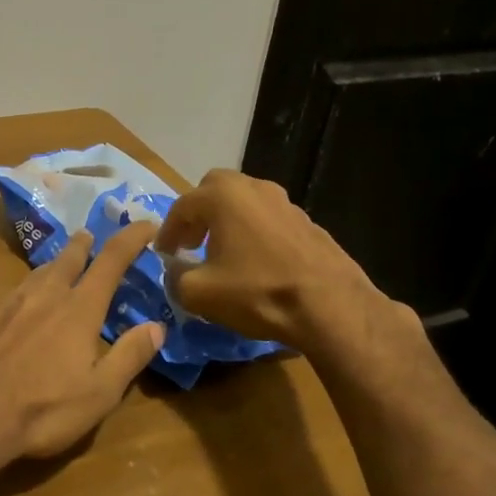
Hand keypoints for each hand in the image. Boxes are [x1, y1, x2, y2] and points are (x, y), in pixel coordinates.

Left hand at [0, 222, 165, 461]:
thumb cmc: (39, 411)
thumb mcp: (98, 395)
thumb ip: (128, 357)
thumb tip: (156, 326)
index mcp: (77, 310)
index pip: (111, 261)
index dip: (131, 239)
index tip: (145, 224)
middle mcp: (42, 295)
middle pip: (67, 259)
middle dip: (82, 245)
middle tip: (87, 237)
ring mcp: (3, 301)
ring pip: (33, 276)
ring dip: (50, 270)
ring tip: (54, 273)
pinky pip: (3, 299)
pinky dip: (17, 301)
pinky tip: (10, 318)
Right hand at [155, 169, 405, 354]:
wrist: (332, 307)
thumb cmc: (258, 292)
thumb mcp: (199, 293)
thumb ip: (175, 277)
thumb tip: (175, 270)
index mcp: (223, 196)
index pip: (182, 206)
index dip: (167, 232)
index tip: (163, 254)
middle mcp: (254, 188)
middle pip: (215, 190)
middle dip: (198, 214)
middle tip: (192, 243)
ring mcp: (285, 202)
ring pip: (245, 202)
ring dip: (228, 222)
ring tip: (223, 254)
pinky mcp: (308, 222)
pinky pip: (269, 220)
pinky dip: (254, 233)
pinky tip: (256, 263)